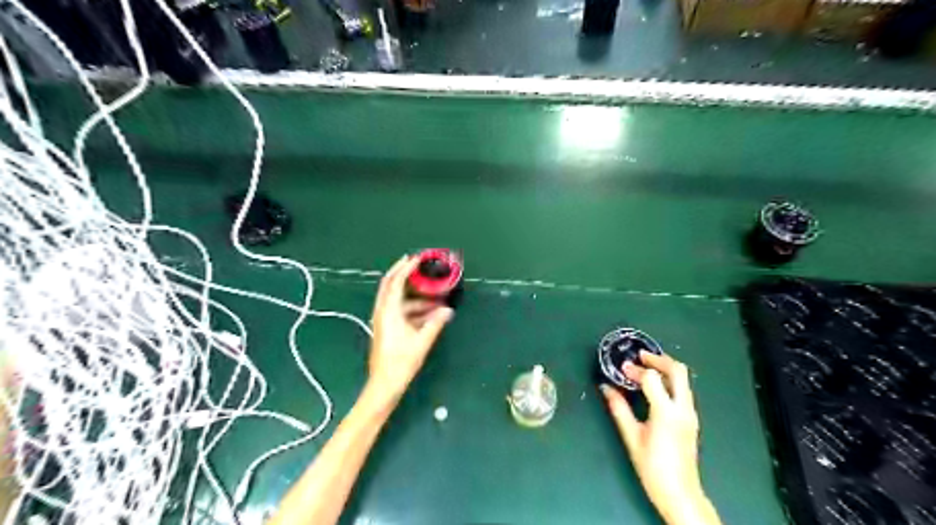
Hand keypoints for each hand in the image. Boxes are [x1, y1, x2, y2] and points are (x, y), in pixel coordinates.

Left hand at [365, 254, 452, 397]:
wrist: (384, 384)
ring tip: (435, 297)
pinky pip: (400, 311)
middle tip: (418, 264)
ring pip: (398, 300)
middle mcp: (383, 312)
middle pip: (391, 286)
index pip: (395, 282)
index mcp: (388, 311)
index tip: (418, 258)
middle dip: (403, 273)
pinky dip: (414, 309)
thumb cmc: (401, 362)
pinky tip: (430, 314)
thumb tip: (448, 310)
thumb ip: (435, 323)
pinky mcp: (387, 329)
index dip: (406, 268)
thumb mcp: (422, 341)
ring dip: (415, 296)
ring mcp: (384, 320)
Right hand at [599, 352, 721, 524]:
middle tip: (640, 356)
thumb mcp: (631, 437)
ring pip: (684, 379)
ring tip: (645, 366)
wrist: (680, 493)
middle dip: (658, 359)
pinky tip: (655, 385)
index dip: (636, 370)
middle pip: (678, 371)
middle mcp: (683, 409)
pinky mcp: (691, 419)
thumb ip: (619, 409)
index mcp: (667, 413)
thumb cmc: (653, 467)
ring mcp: (691, 414)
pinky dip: (670, 380)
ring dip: (665, 367)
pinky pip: (683, 390)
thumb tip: (606, 388)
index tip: (622, 369)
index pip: (652, 379)